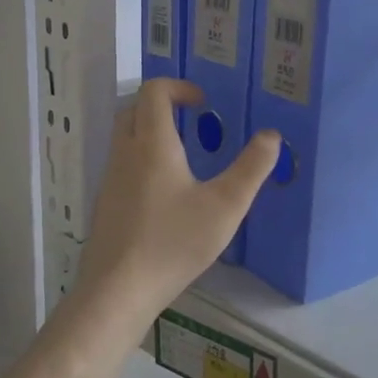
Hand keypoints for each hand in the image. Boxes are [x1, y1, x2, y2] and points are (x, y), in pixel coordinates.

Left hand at [77, 79, 280, 323]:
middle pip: (134, 109)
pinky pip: (122, 166)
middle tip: (193, 123)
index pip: (154, 91)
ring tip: (185, 158)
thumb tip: (271, 135)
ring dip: (151, 133)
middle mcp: (125, 154)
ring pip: (125, 138)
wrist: (118, 290)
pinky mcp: (106, 204)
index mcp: (152, 145)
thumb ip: (251, 169)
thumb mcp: (225, 207)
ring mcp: (110, 180)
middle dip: (162, 106)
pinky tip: (166, 196)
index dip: (178, 87)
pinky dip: (142, 161)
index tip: (203, 103)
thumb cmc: (173, 243)